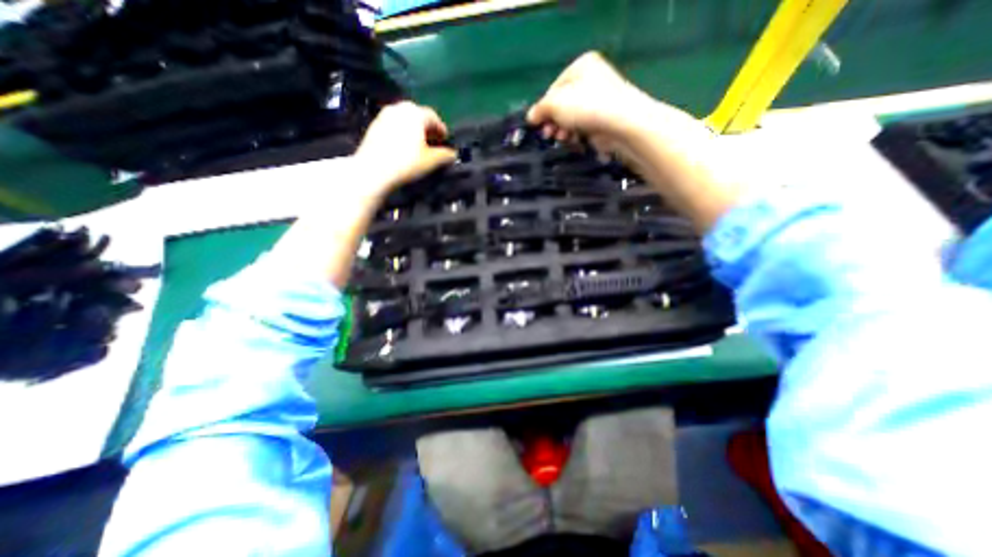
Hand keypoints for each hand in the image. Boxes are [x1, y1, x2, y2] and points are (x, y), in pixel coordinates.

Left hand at [356, 100, 454, 196]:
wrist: (373, 170)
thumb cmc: (406, 163)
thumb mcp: (431, 161)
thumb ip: (445, 155)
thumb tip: (453, 154)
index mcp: (416, 113)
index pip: (433, 117)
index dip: (441, 129)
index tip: (445, 140)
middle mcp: (400, 108)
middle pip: (418, 115)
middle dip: (427, 127)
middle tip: (433, 141)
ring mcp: (384, 115)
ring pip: (404, 119)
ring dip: (414, 129)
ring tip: (418, 144)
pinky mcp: (374, 125)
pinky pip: (393, 125)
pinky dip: (402, 132)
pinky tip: (403, 146)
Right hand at [530, 50, 739, 228]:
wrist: (622, 124)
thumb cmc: (587, 107)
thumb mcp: (555, 104)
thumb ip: (540, 109)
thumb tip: (530, 117)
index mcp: (581, 66)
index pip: (554, 89)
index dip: (544, 108)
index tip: (538, 124)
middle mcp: (592, 80)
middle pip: (563, 104)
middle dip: (553, 122)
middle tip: (548, 135)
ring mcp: (600, 100)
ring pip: (572, 118)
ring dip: (563, 130)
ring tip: (562, 138)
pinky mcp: (605, 119)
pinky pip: (583, 127)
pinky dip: (576, 135)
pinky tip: (574, 141)